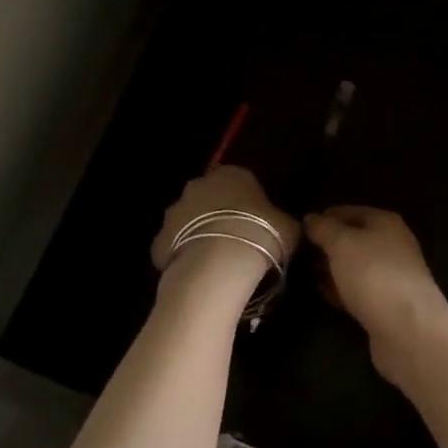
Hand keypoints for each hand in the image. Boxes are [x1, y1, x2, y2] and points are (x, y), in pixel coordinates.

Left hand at [151, 165, 298, 275]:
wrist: (219, 263)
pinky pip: (173, 246)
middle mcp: (199, 185)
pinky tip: (198, 273)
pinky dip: (183, 256)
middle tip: (236, 239)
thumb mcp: (289, 227)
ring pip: (188, 221)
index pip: (241, 181)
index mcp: (232, 174)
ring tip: (217, 260)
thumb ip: (283, 221)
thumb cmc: (261, 234)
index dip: (249, 203)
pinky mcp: (159, 240)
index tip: (257, 223)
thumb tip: (283, 224)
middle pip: (209, 197)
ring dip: (199, 234)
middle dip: (219, 214)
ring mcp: (174, 211)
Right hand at [304, 207, 447, 365]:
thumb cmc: (373, 275)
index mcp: (384, 222)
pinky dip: (342, 291)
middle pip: (351, 240)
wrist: (407, 329)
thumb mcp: (342, 243)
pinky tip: (326, 297)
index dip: (323, 217)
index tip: (298, 230)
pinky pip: (358, 290)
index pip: (348, 211)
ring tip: (306, 276)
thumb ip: (323, 228)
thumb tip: (310, 218)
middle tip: (298, 255)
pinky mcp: (386, 303)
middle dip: (326, 246)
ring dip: (331, 270)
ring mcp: (390, 275)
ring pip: (353, 267)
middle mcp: (391, 245)